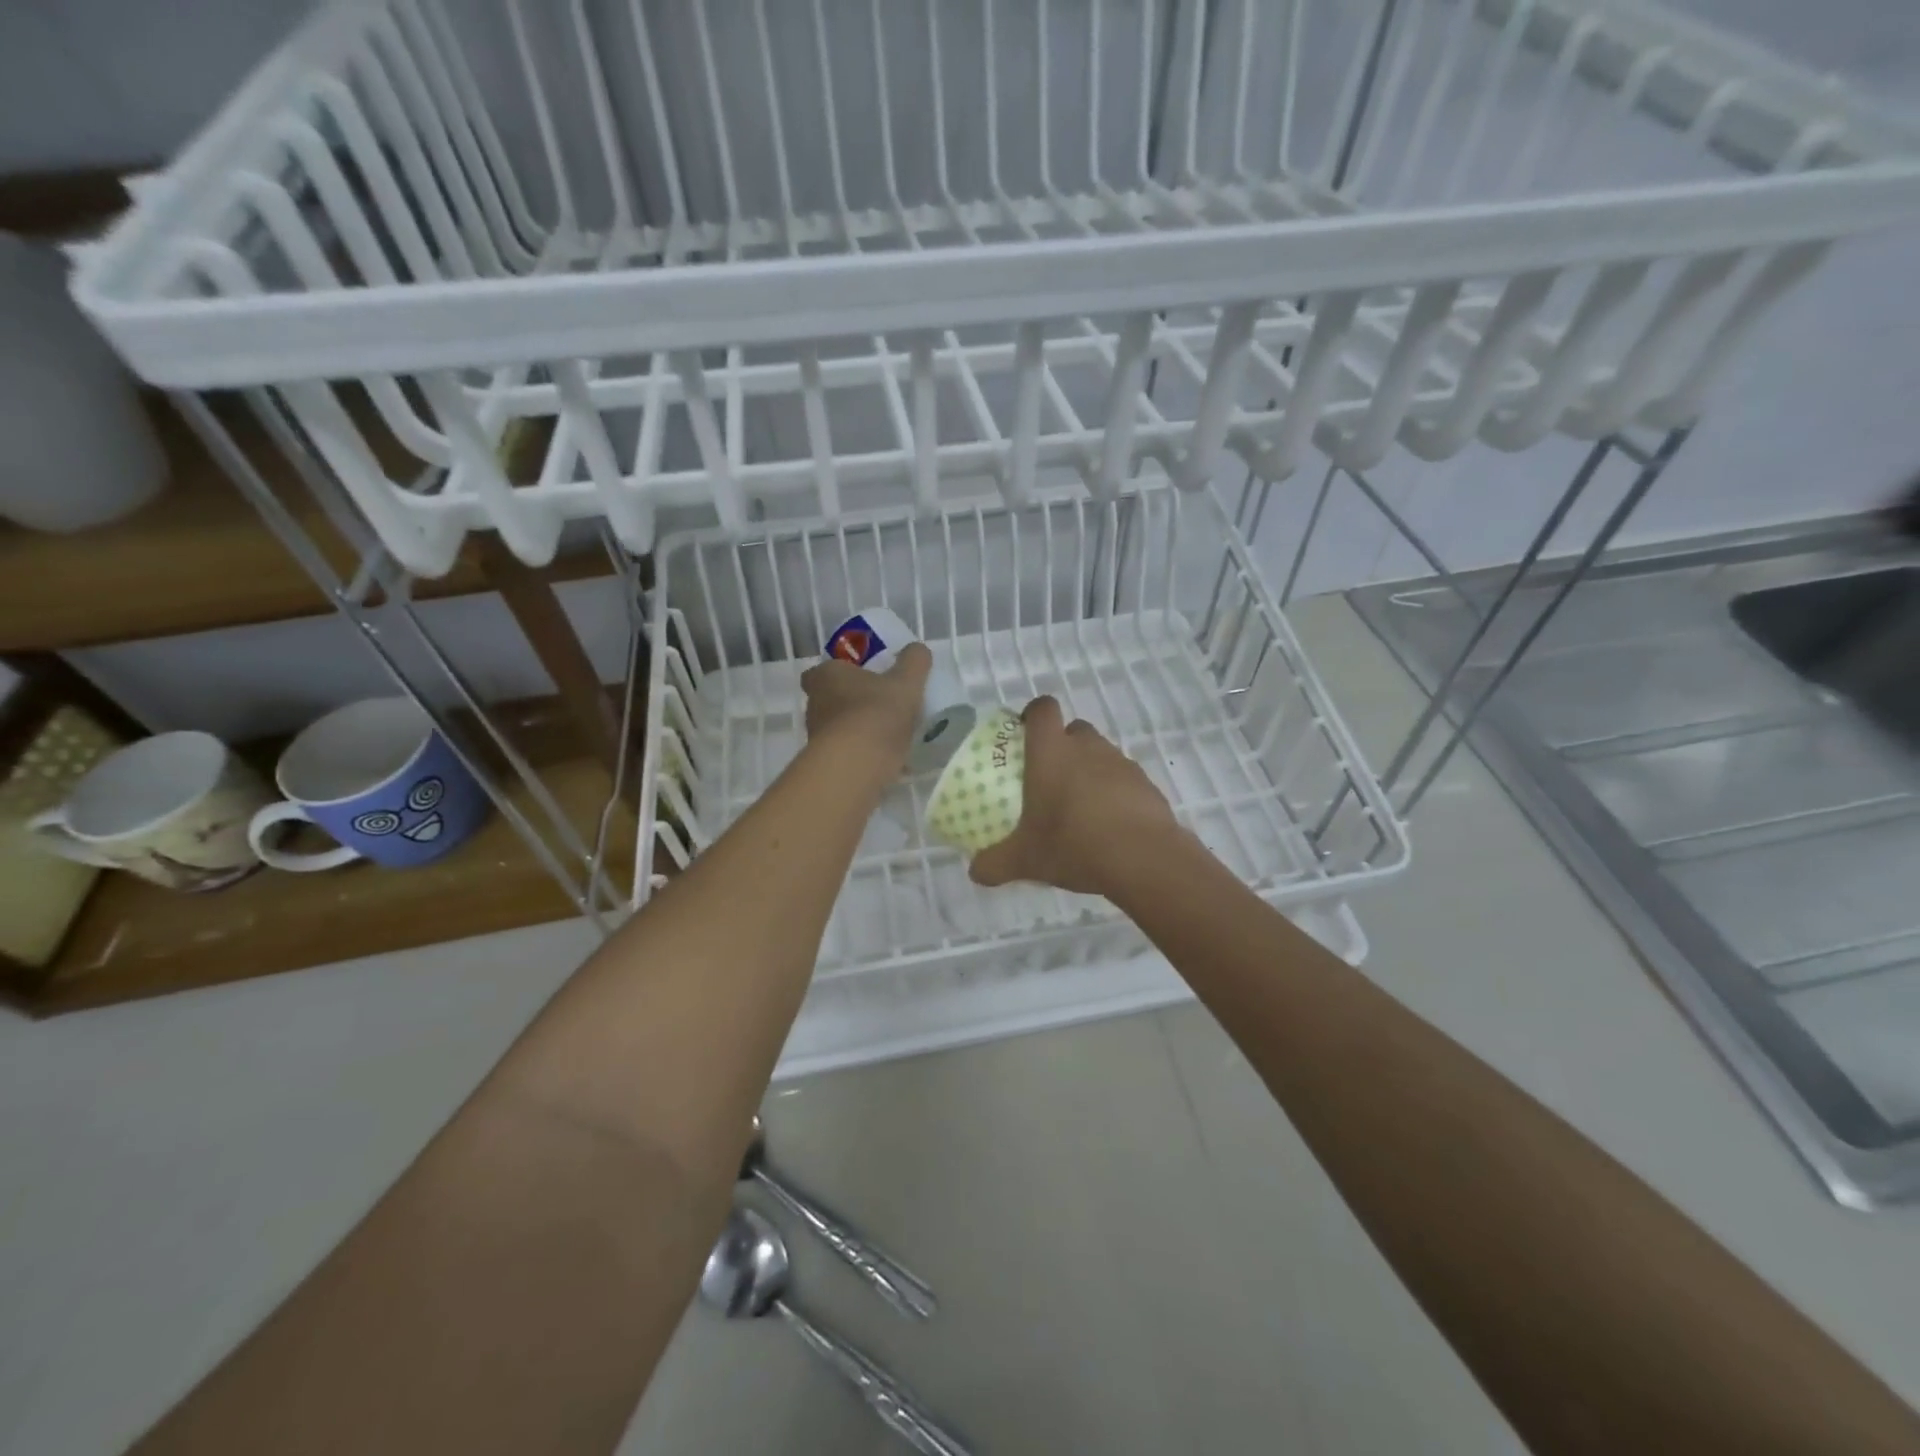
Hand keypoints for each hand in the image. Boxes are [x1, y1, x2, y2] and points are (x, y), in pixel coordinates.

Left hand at [800, 643, 931, 774]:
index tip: (860, 678)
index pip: (819, 671)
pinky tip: (890, 761)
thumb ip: (914, 662)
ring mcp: (817, 736)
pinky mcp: (827, 763)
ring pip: (839, 728)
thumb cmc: (877, 712)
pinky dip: (864, 755)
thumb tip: (918, 649)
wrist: (857, 765)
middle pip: (830, 700)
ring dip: (859, 730)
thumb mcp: (906, 682)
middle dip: (852, 702)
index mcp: (826, 677)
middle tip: (881, 704)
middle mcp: (815, 704)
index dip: (838, 673)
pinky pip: (848, 754)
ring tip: (890, 735)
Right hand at [970, 696, 1179, 896]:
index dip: (1033, 714)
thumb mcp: (1025, 859)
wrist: (1143, 858)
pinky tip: (1108, 825)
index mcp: (1052, 751)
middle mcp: (1087, 747)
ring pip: (1100, 754)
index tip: (1025, 734)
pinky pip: (1123, 779)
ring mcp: (1121, 763)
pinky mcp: (1146, 784)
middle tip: (1049, 778)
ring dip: (1089, 770)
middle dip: (1063, 746)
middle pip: (1074, 730)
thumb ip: (995, 863)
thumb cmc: (1073, 844)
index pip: (1043, 708)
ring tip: (1079, 807)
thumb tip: (976, 872)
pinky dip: (1114, 793)